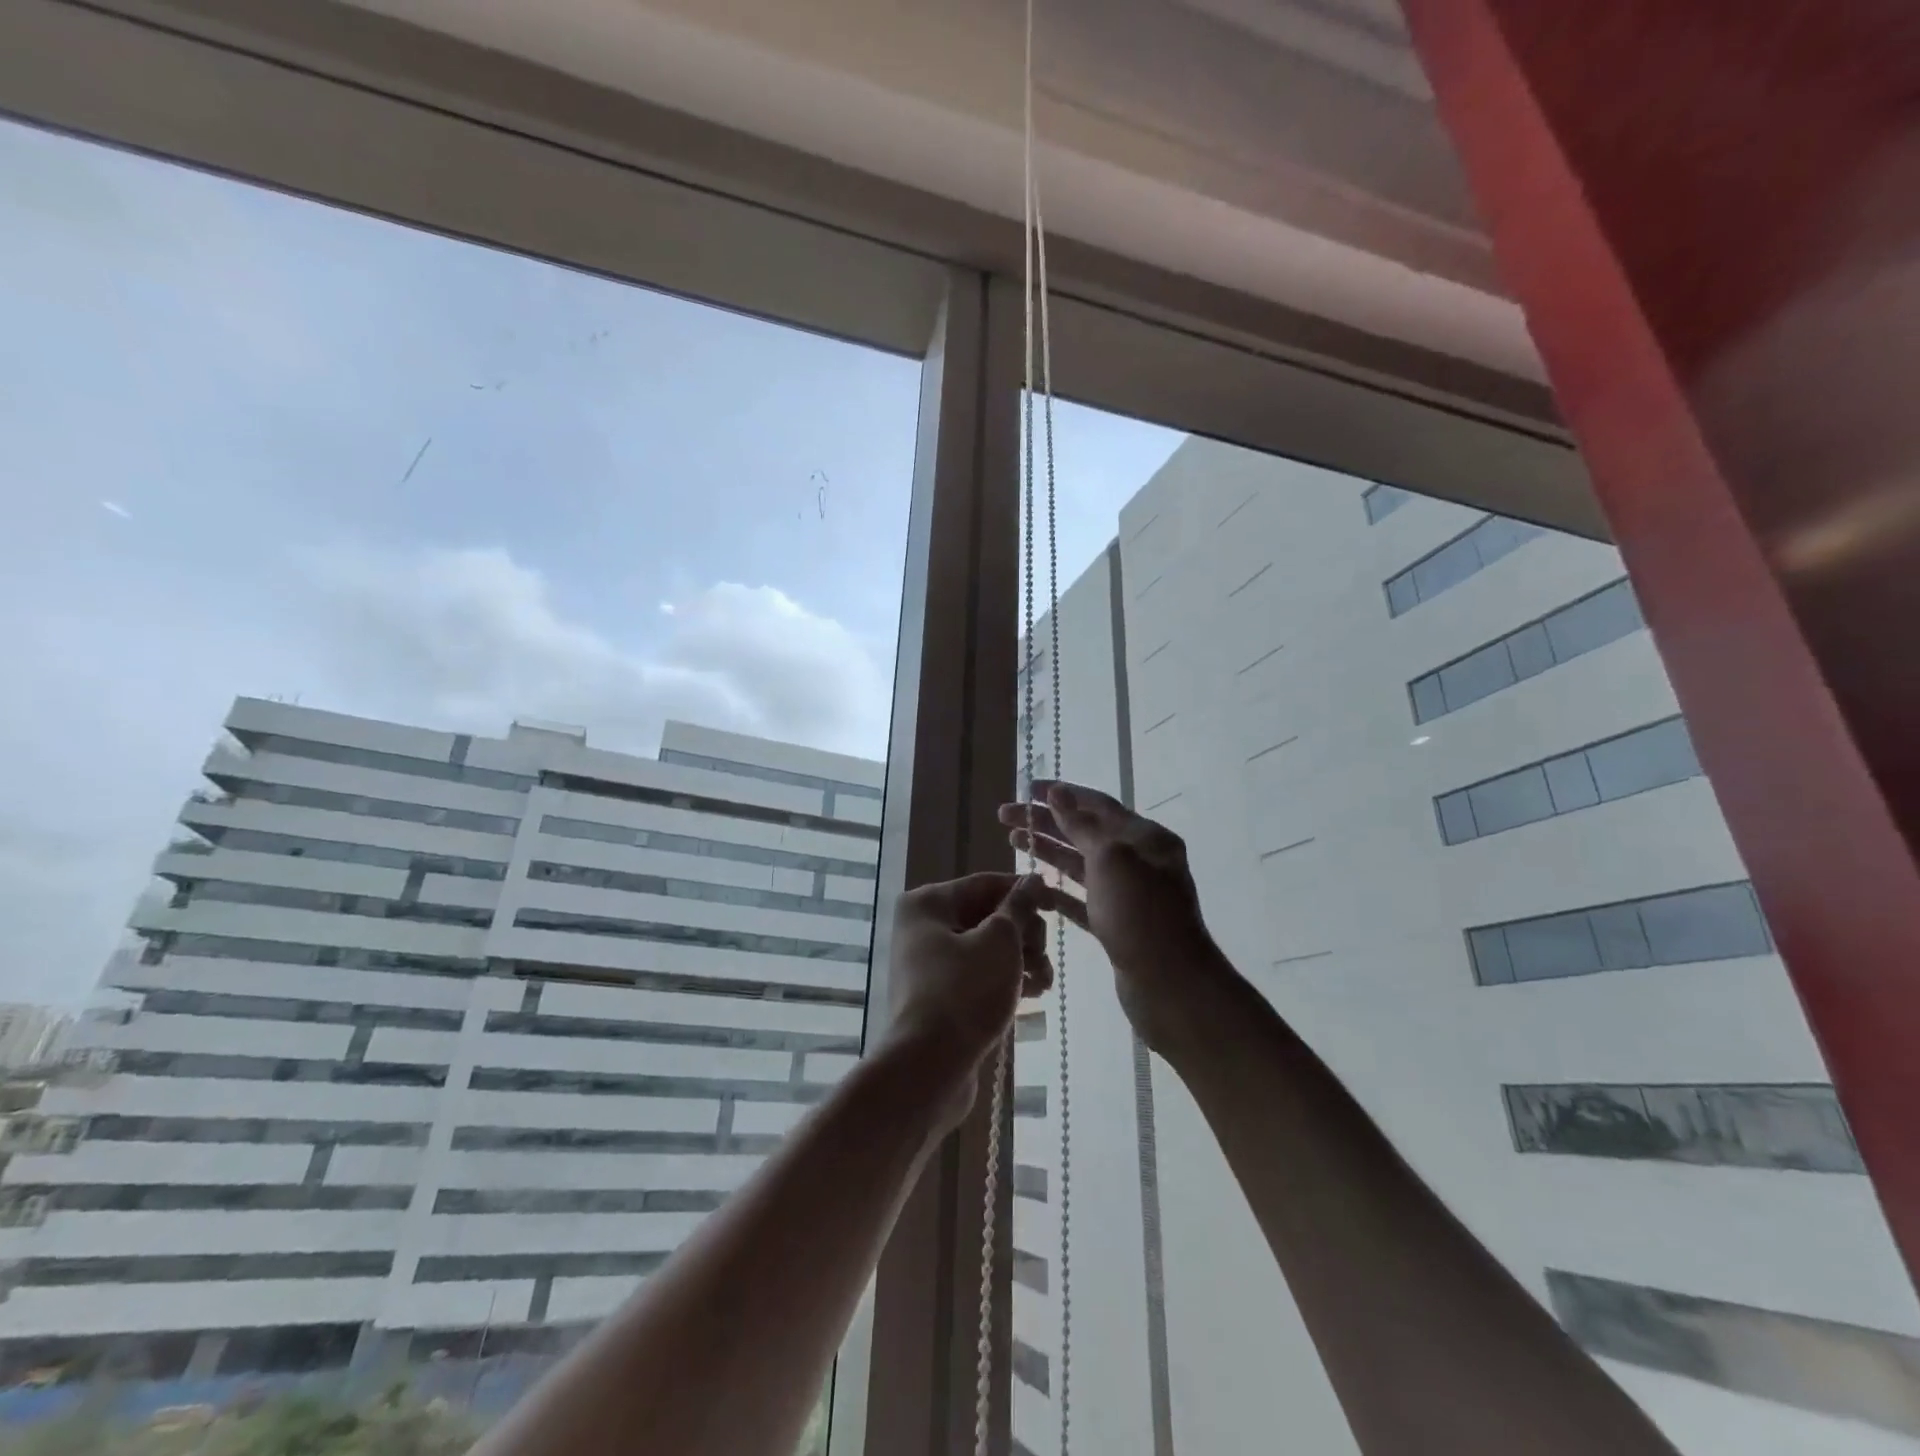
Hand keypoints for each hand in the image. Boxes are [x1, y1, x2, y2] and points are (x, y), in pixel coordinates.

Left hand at [883, 872, 1053, 1126]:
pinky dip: (1007, 978)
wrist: (929, 1067)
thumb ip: (1019, 907)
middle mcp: (923, 928)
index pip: (986, 884)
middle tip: (1044, 954)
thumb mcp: (1000, 941)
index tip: (1058, 904)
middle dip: (1024, 933)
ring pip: (987, 947)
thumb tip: (1033, 879)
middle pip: (987, 915)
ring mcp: (930, 964)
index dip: (1024, 892)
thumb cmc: (964, 992)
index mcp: (928, 904)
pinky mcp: (941, 996)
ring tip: (1045, 980)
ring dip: (1022, 958)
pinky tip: (1035, 993)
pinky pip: (980, 974)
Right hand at [998, 781, 1232, 1054]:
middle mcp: (1139, 861)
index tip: (1026, 788)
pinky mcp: (1116, 924)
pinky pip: (1082, 899)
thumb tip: (1058, 792)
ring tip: (1013, 841)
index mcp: (1145, 837)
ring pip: (1081, 864)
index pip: (1097, 805)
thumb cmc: (1141, 915)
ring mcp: (1128, 895)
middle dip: (1046, 821)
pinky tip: (1032, 886)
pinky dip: (1057, 889)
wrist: (1172, 987)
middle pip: (1085, 832)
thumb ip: (1081, 825)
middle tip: (1005, 816)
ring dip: (1048, 851)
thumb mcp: (1111, 860)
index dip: (1061, 794)